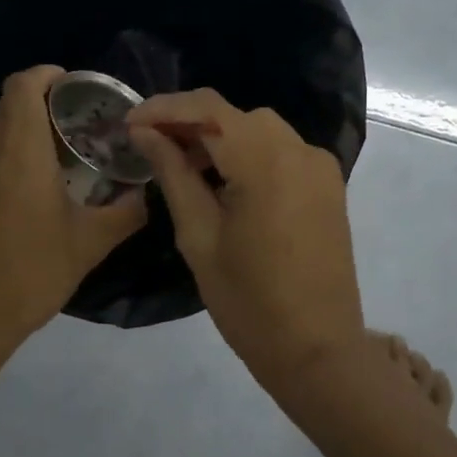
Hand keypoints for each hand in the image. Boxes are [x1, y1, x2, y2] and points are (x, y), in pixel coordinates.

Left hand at [0, 65, 147, 352]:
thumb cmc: (29, 273)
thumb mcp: (89, 244)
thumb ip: (125, 212)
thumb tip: (148, 194)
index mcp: (18, 149)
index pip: (23, 84)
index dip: (47, 75)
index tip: (72, 86)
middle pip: (5, 106)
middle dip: (36, 109)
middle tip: (68, 134)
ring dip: (12, 133)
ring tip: (42, 161)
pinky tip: (15, 193)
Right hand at [128, 89, 363, 385]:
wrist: (318, 349)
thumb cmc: (248, 301)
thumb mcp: (199, 237)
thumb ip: (174, 175)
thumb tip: (146, 134)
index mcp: (266, 160)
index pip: (208, 108)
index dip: (164, 108)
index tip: (129, 123)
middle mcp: (299, 150)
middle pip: (235, 115)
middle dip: (189, 123)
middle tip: (150, 147)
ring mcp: (319, 166)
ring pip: (259, 130)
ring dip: (219, 137)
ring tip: (182, 165)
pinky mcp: (327, 185)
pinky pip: (280, 151)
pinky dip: (247, 153)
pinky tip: (223, 180)